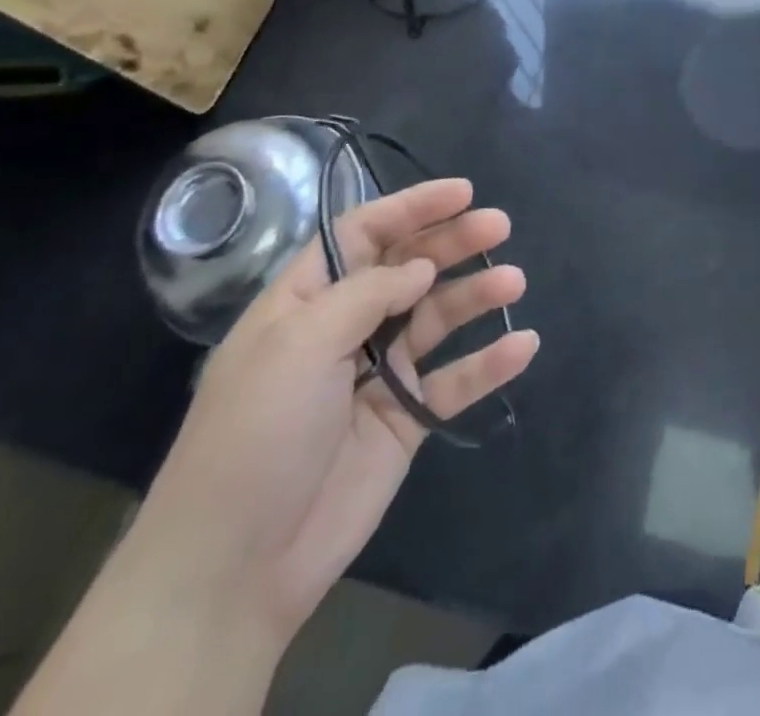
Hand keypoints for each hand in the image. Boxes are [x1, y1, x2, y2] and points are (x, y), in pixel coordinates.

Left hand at [126, 179, 537, 647]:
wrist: (236, 568)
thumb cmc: (257, 434)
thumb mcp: (299, 345)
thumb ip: (366, 294)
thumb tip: (421, 267)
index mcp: (307, 300)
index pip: (364, 233)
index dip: (413, 207)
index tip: (464, 192)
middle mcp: (346, 327)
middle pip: (410, 268)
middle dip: (454, 243)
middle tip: (499, 226)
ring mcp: (379, 373)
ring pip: (438, 317)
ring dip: (477, 295)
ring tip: (514, 283)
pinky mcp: (406, 418)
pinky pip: (455, 381)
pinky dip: (489, 362)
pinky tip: (523, 345)